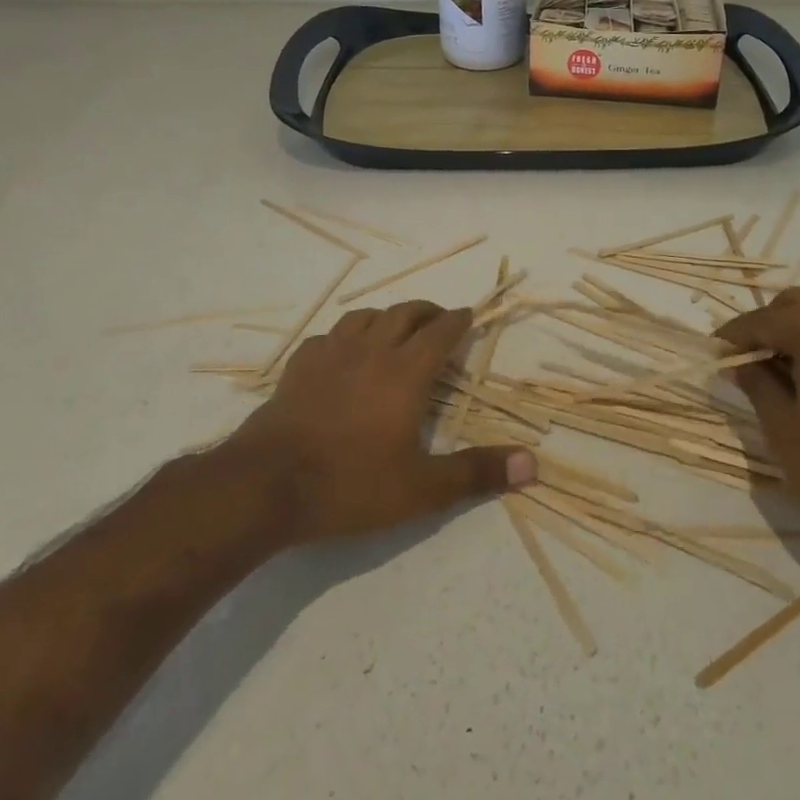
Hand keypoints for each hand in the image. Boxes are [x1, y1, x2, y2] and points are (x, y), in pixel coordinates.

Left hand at [230, 300, 535, 544]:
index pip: (440, 333)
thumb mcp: (421, 489)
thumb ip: (476, 473)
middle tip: (439, 318)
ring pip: (364, 317)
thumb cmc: (350, 484)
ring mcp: (330, 355)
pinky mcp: (298, 367)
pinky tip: (342, 351)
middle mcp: (371, 352)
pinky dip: (344, 336)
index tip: (469, 314)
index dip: (457, 320)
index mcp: (405, 373)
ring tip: (394, 328)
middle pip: (404, 314)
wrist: (266, 484)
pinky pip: (328, 337)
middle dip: (426, 311)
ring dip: (386, 316)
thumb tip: (533, 465)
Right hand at [717, 289, 799, 576]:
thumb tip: (741, 364)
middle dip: (768, 325)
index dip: (735, 335)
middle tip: (748, 360)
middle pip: (799, 305)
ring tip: (781, 373)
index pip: (765, 319)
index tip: (714, 352)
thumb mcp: (785, 431)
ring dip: (799, 333)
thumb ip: (758, 386)